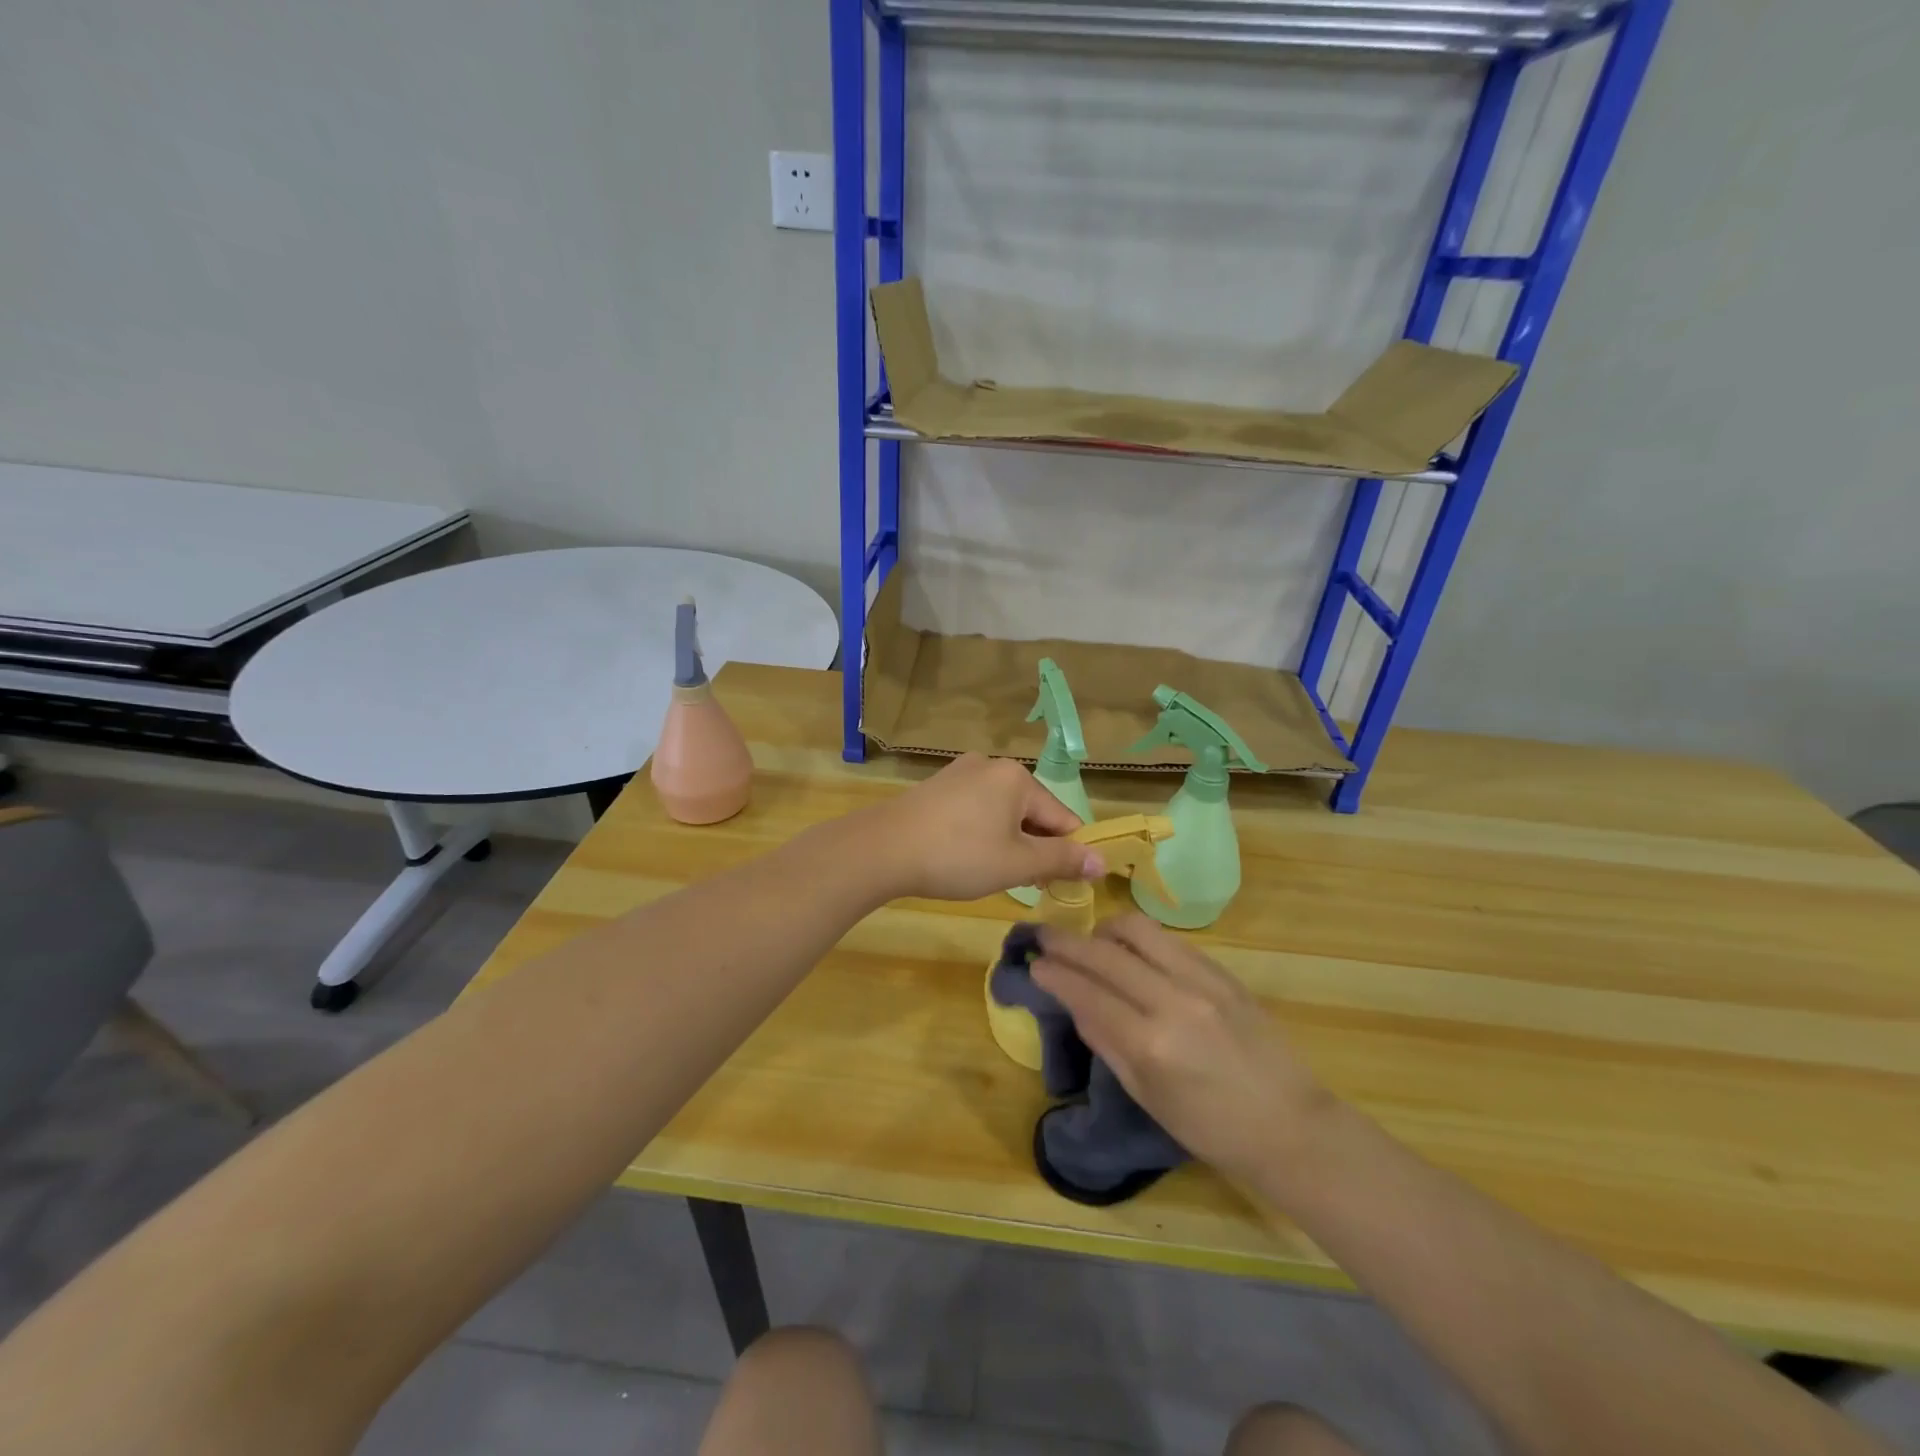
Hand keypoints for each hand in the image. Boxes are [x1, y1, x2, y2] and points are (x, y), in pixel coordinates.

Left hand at [867, 753, 1104, 901]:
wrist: (883, 849)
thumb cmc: (958, 855)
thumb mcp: (1017, 863)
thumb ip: (1062, 860)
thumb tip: (1103, 861)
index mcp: (1017, 778)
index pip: (1062, 818)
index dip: (1065, 853)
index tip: (1055, 884)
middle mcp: (991, 766)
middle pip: (1031, 811)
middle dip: (1032, 848)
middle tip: (1019, 882)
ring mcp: (959, 773)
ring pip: (1001, 812)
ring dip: (1007, 842)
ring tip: (989, 873)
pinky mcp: (936, 787)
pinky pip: (974, 809)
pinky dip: (979, 833)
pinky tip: (964, 856)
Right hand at [1031, 914, 1332, 1185]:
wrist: (1291, 1126)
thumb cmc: (1211, 1128)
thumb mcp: (1147, 1096)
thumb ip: (1107, 1042)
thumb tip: (1075, 1002)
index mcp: (1150, 1044)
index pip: (1087, 992)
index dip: (1054, 974)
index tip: (1034, 963)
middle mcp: (1172, 1000)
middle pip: (1105, 953)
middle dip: (1066, 941)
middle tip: (1044, 937)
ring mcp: (1201, 980)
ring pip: (1138, 929)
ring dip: (1104, 930)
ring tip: (1094, 944)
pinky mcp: (1222, 971)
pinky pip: (1168, 939)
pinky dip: (1140, 940)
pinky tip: (1134, 953)